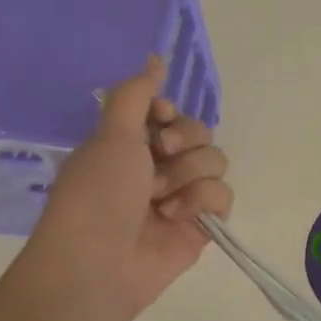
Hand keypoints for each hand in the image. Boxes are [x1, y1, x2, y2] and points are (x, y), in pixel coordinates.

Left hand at [25, 56, 233, 320]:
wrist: (100, 263)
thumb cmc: (96, 194)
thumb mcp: (111, 134)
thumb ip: (136, 93)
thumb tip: (156, 57)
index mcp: (131, 144)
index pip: (171, 112)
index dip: (170, 113)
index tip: (158, 120)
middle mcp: (158, 167)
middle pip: (200, 133)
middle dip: (182, 144)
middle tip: (158, 159)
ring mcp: (182, 196)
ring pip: (216, 162)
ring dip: (187, 176)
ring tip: (160, 200)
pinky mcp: (201, 224)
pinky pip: (224, 195)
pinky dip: (201, 202)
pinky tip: (175, 218)